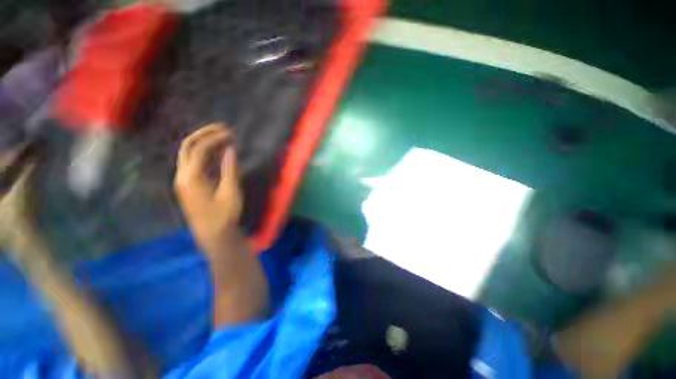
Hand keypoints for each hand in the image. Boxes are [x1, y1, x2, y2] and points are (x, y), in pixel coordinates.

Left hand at [174, 124, 241, 253]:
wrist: (213, 235)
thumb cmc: (224, 215)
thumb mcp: (230, 192)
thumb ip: (230, 170)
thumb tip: (230, 150)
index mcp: (192, 177)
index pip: (200, 149)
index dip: (215, 138)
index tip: (231, 133)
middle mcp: (182, 176)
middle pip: (188, 146)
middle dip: (204, 134)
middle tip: (223, 129)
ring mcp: (182, 180)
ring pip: (188, 153)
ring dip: (203, 142)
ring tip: (221, 137)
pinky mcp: (187, 185)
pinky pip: (192, 162)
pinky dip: (203, 153)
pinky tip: (216, 152)